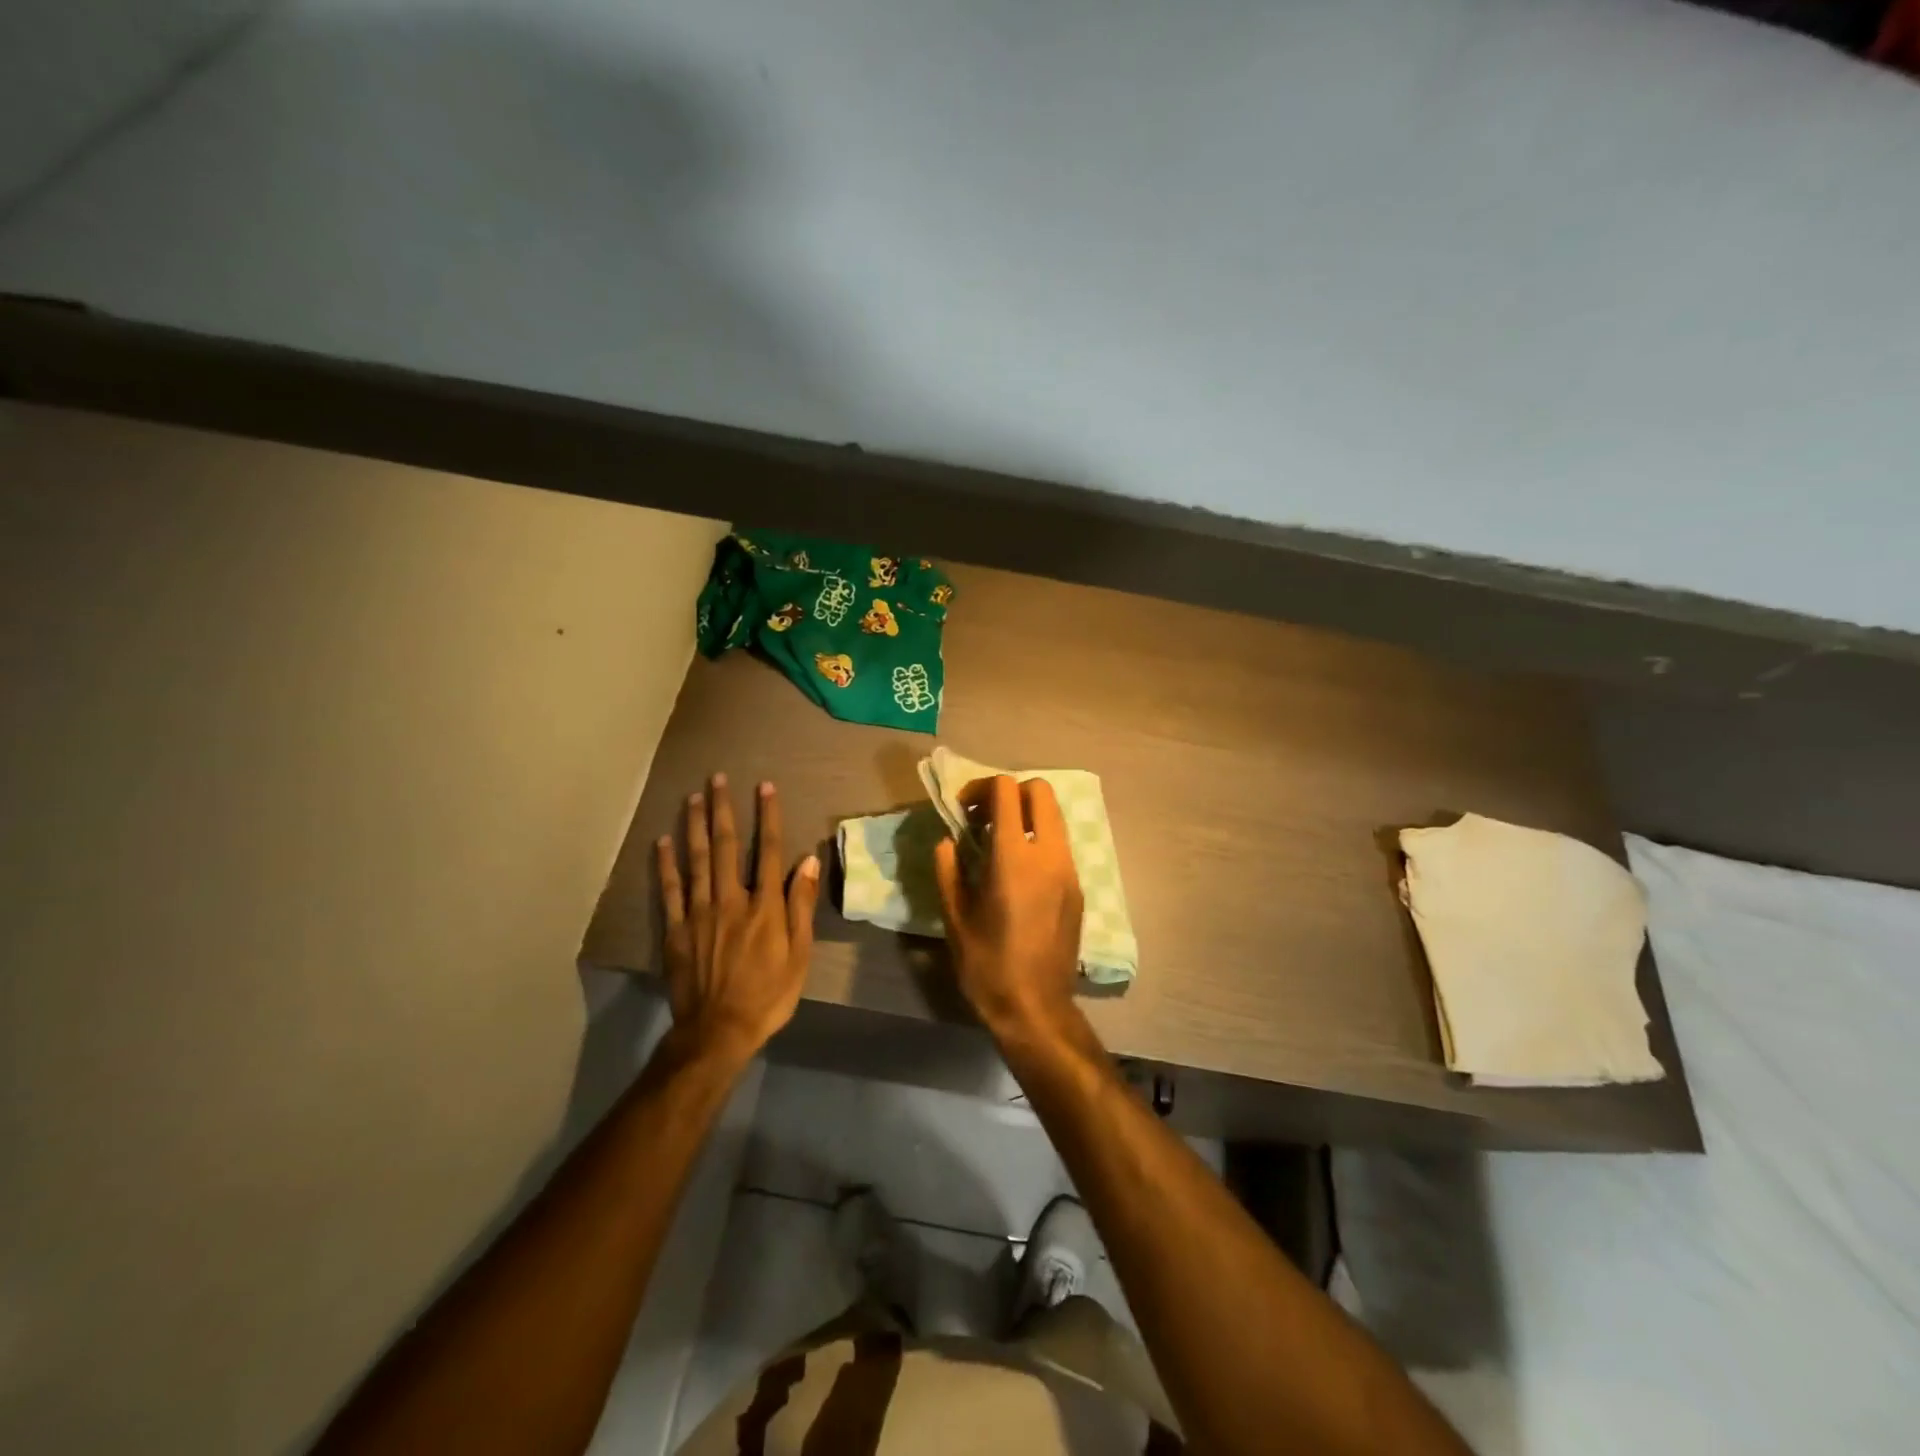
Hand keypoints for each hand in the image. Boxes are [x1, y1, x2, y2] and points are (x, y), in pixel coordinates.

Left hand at [656, 774, 819, 1059]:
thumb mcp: (799, 954)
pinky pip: (670, 890)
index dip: (767, 816)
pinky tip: (663, 840)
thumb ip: (801, 905)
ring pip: (697, 860)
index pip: (768, 850)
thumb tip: (808, 860)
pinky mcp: (676, 929)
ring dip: (695, 825)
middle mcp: (731, 899)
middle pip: (726, 846)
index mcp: (764, 906)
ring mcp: (699, 912)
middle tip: (717, 778)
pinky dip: (666, 863)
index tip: (764, 787)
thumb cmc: (768, 994)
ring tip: (693, 796)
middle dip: (723, 809)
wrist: (718, 1031)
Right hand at [934, 775, 1083, 1045]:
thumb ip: (948, 870)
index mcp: (1014, 857)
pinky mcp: (1078, 888)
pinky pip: (1060, 844)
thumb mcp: (955, 918)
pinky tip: (1019, 870)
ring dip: (1027, 815)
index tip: (964, 810)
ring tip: (999, 843)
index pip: (1007, 790)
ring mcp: (1069, 870)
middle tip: (985, 817)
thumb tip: (947, 841)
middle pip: (1040, 791)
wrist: (1036, 1008)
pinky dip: (1040, 838)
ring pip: (1055, 816)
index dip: (982, 788)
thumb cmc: (987, 965)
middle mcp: (1048, 854)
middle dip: (1010, 792)